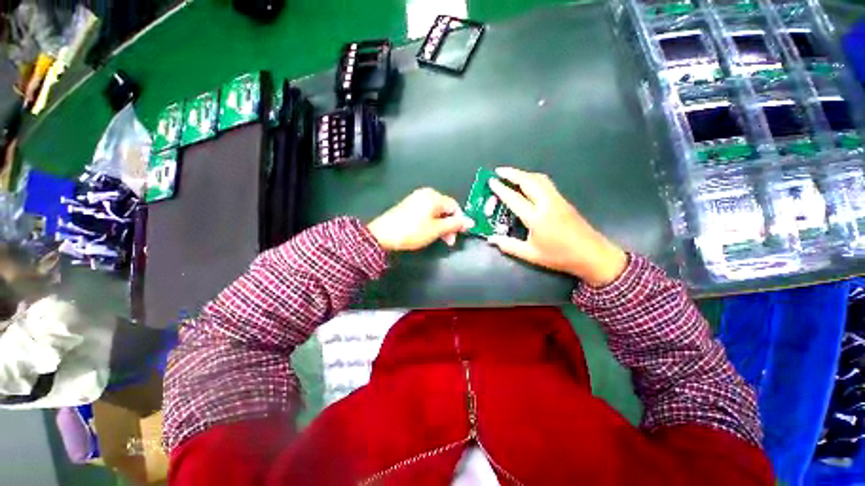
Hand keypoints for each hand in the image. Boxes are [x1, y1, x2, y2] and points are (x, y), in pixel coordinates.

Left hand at [368, 188, 473, 251]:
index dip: (459, 221)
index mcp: (434, 197)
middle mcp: (426, 194)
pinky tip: (428, 232)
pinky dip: (431, 222)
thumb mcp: (437, 229)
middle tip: (449, 240)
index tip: (459, 234)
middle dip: (449, 225)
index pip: (454, 206)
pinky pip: (426, 212)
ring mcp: (416, 199)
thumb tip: (470, 221)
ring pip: (436, 212)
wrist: (383, 235)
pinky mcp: (409, 206)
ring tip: (439, 239)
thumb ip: (454, 224)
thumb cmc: (412, 231)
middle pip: (445, 208)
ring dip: (441, 225)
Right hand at [487, 168, 627, 286]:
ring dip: (524, 174)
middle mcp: (547, 204)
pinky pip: (546, 183)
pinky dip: (533, 179)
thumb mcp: (531, 254)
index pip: (515, 199)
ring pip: (539, 179)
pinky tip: (528, 183)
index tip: (491, 181)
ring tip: (511, 174)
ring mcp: (558, 200)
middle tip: (498, 171)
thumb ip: (509, 246)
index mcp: (537, 218)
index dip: (501, 189)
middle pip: (528, 181)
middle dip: (512, 173)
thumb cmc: (560, 256)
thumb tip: (491, 239)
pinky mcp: (564, 201)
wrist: (592, 255)